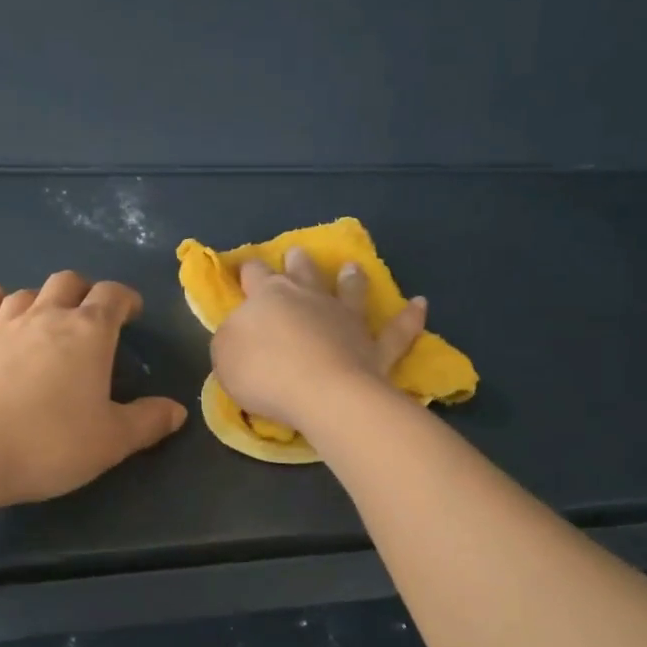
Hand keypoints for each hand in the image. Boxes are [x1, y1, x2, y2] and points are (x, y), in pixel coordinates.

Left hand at [0, 271, 187, 506]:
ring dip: (43, 297)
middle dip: (85, 291)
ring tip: (50, 313)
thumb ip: (148, 422)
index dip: (126, 299)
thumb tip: (177, 410)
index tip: (133, 312)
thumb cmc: (49, 444)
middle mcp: (45, 318)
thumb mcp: (112, 441)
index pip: (112, 296)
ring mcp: (1, 328)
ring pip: (26, 293)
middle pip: (67, 283)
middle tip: (94, 313)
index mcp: (87, 333)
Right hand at [211, 248, 427, 434]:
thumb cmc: (264, 373)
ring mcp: (347, 320)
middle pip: (303, 273)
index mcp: (269, 297)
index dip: (248, 271)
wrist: (322, 393)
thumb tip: (241, 330)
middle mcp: (310, 298)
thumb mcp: (226, 356)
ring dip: (352, 279)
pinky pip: (396, 331)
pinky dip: (409, 318)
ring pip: (350, 291)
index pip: (255, 275)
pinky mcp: (375, 347)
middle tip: (297, 253)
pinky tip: (420, 304)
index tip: (245, 269)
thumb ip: (232, 337)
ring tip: (354, 267)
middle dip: (298, 262)